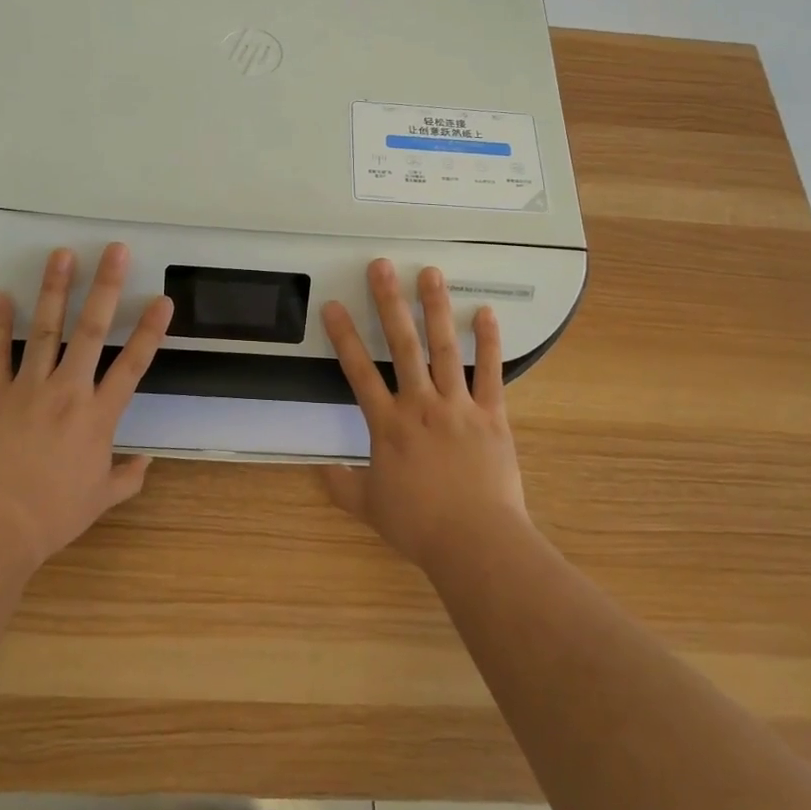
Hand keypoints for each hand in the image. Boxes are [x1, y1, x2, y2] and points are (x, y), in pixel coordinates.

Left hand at [0, 243, 172, 579]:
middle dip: (105, 287)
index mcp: (98, 417)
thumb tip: (146, 462)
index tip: (163, 299)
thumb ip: (127, 478)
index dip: (150, 330)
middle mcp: (67, 392)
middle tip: (114, 250)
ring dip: (54, 290)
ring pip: (45, 330)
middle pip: (91, 331)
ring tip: (61, 254)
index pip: (133, 365)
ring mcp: (27, 390)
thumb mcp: (99, 501)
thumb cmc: (51, 517)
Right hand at [319, 259, 529, 571]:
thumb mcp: (370, 507)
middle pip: (402, 345)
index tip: (334, 305)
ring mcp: (458, 406)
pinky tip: (485, 312)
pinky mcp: (492, 415)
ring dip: (436, 308)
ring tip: (430, 273)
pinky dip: (488, 341)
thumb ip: (342, 485)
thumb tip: (318, 470)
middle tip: (382, 266)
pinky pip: (491, 372)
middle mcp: (420, 405)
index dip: (344, 337)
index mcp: (388, 425)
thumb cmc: (419, 525)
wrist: (476, 542)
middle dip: (389, 302)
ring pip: (444, 348)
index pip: (359, 372)